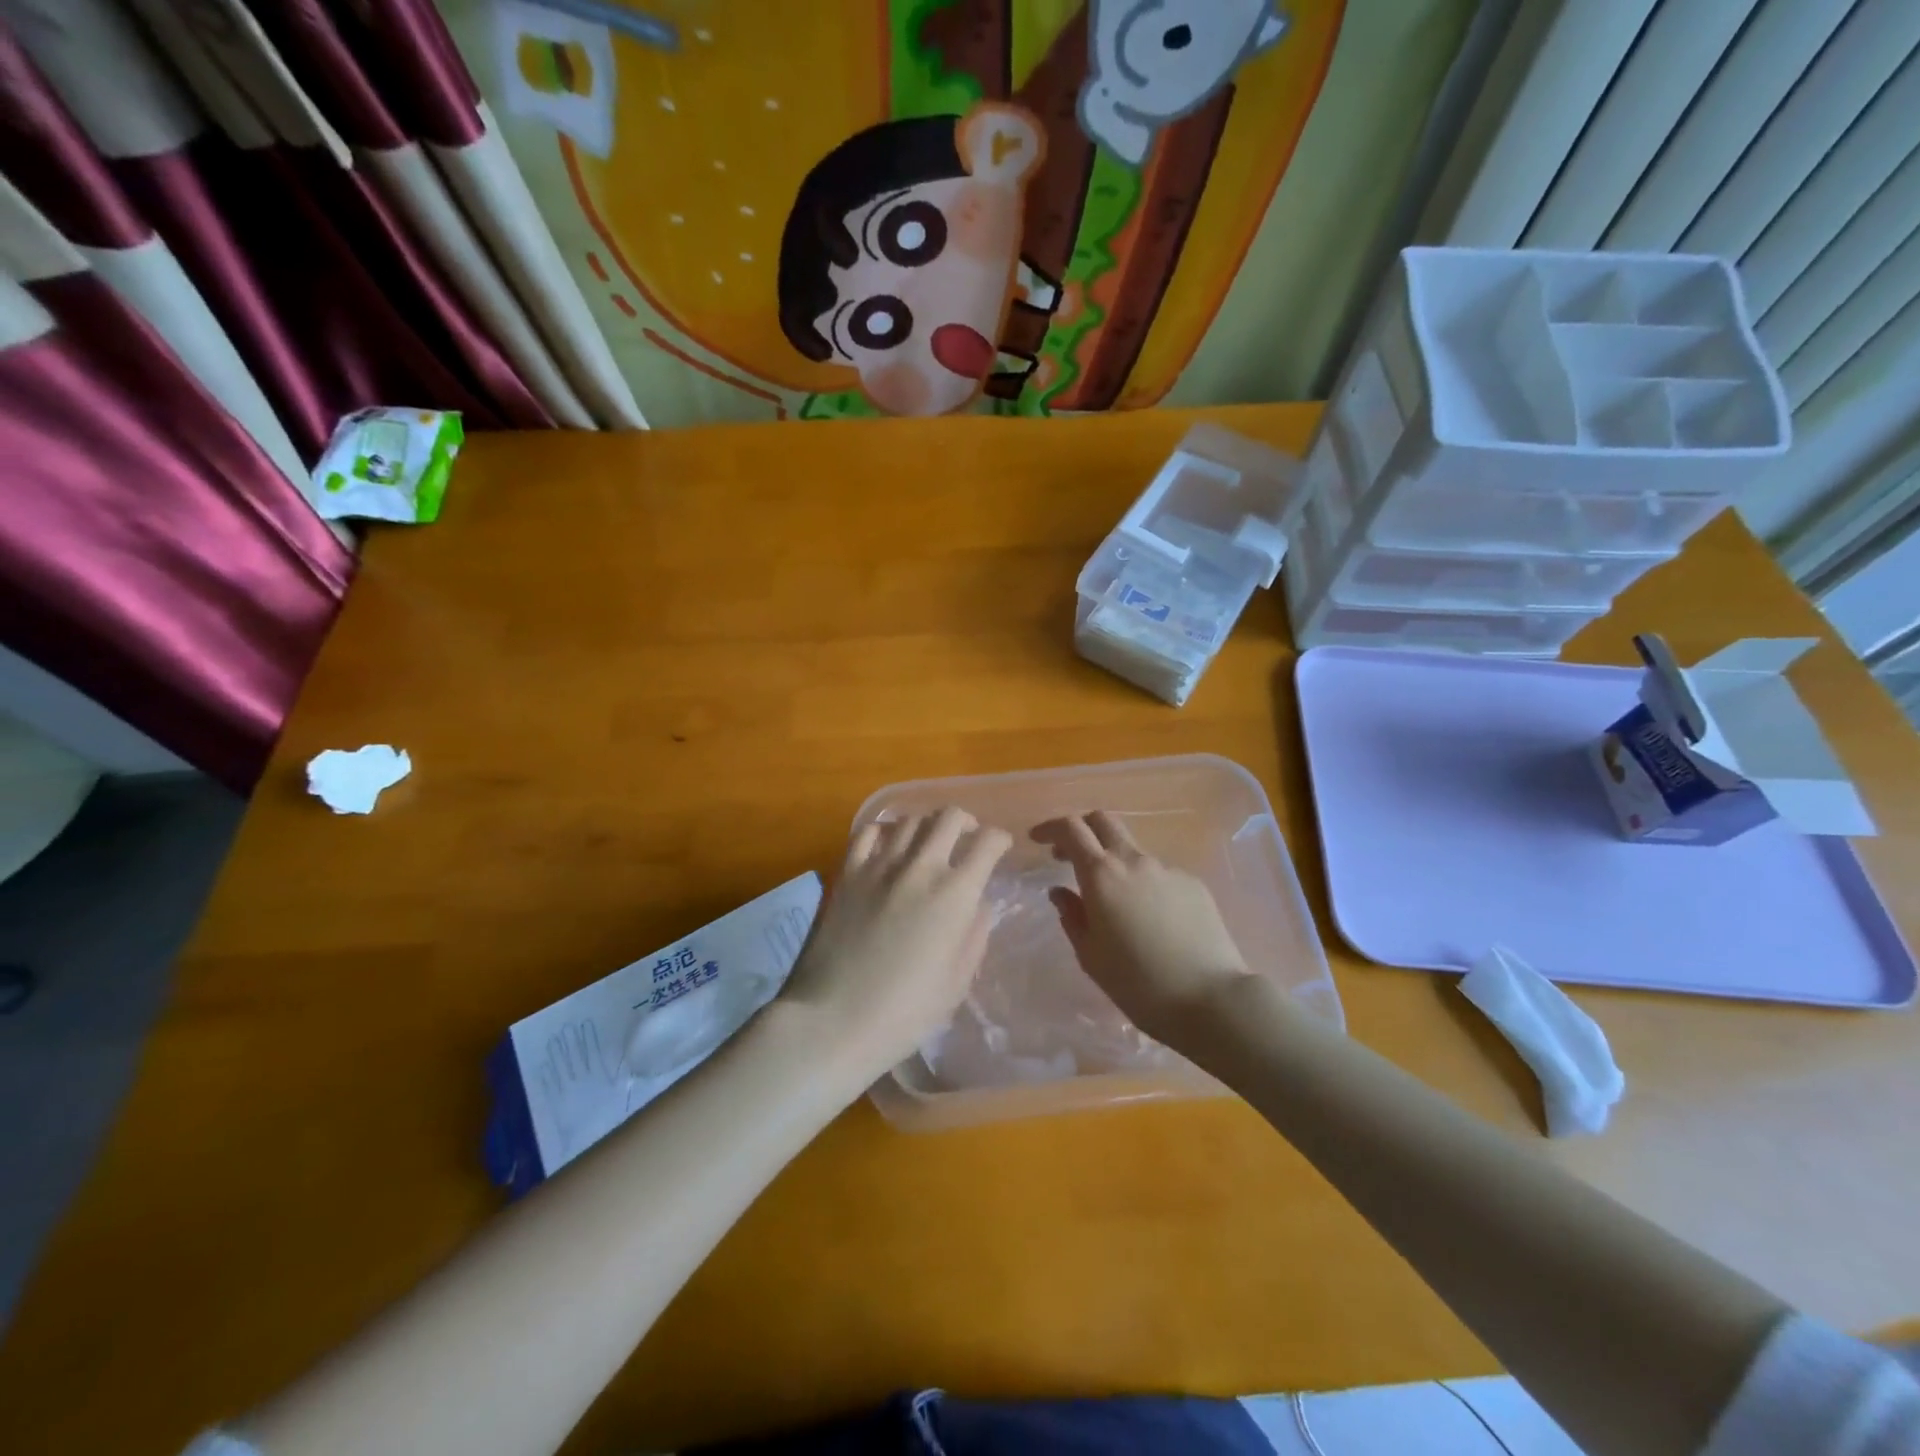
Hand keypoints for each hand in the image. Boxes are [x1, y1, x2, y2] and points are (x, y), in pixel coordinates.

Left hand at [783, 807, 1011, 1080]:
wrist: (833, 1020)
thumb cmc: (904, 1012)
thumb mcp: (957, 982)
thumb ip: (974, 934)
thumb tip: (977, 903)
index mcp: (955, 894)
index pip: (987, 843)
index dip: (999, 840)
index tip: (1000, 848)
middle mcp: (920, 867)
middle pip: (950, 817)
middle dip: (967, 822)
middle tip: (968, 837)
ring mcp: (879, 865)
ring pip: (911, 819)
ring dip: (928, 825)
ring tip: (930, 841)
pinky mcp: (847, 872)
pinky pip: (869, 832)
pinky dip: (886, 830)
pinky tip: (889, 845)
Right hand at [1034, 811, 1256, 1050]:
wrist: (1209, 999)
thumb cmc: (1138, 984)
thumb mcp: (1090, 955)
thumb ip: (1072, 916)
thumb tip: (1060, 892)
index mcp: (1102, 875)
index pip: (1071, 829)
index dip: (1050, 827)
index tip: (1036, 839)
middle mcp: (1134, 861)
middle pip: (1103, 821)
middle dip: (1082, 829)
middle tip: (1068, 855)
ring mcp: (1168, 869)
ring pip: (1132, 850)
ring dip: (1113, 862)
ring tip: (1111, 901)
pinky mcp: (1193, 884)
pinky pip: (1158, 874)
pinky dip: (1142, 884)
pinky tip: (1149, 920)